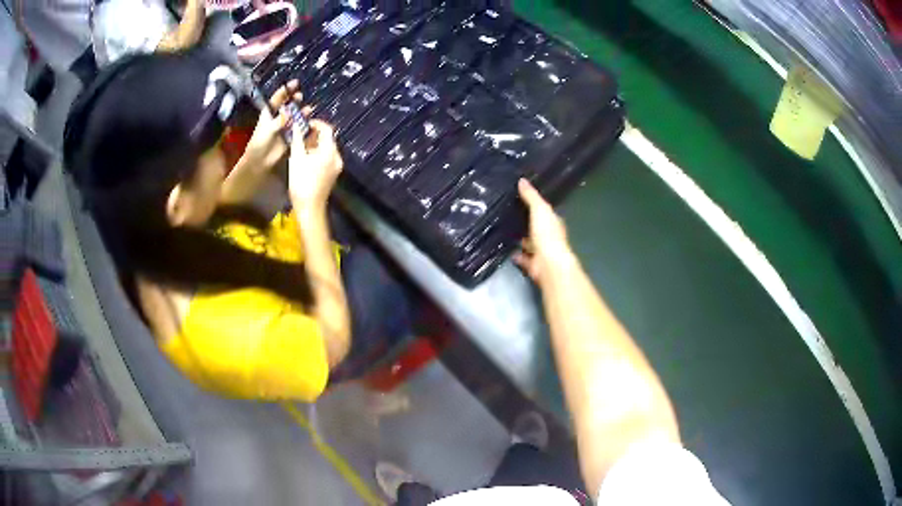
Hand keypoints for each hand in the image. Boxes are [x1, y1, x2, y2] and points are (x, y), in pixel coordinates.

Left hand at [242, 80, 306, 170]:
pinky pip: (298, 126)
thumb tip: (289, 111)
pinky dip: (303, 122)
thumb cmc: (260, 143)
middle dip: (294, 99)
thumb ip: (280, 120)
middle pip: (288, 104)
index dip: (286, 90)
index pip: (278, 98)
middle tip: (300, 95)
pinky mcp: (290, 135)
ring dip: (301, 111)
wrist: (260, 160)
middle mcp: (277, 117)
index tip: (295, 83)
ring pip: (294, 114)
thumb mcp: (269, 129)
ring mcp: (284, 126)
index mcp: (269, 112)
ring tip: (308, 109)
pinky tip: (309, 120)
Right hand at [289, 120, 343, 210]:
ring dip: (314, 144)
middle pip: (328, 138)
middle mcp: (337, 157)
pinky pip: (326, 157)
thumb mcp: (296, 158)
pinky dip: (317, 153)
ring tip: (300, 145)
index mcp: (330, 151)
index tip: (304, 124)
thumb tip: (297, 126)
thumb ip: (298, 139)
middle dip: (314, 134)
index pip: (327, 129)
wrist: (309, 208)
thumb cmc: (301, 183)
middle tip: (300, 134)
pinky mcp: (333, 173)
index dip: (315, 123)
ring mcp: (336, 166)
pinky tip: (305, 157)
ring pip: (326, 148)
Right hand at [514, 179, 572, 281]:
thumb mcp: (539, 209)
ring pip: (530, 243)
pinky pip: (523, 258)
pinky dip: (516, 254)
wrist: (548, 264)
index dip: (535, 204)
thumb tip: (522, 180)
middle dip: (526, 222)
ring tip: (505, 230)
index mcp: (553, 222)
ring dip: (521, 238)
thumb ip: (531, 196)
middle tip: (509, 213)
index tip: (521, 198)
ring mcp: (542, 251)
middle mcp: (549, 237)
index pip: (544, 211)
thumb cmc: (547, 234)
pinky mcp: (534, 265)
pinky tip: (506, 249)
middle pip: (537, 227)